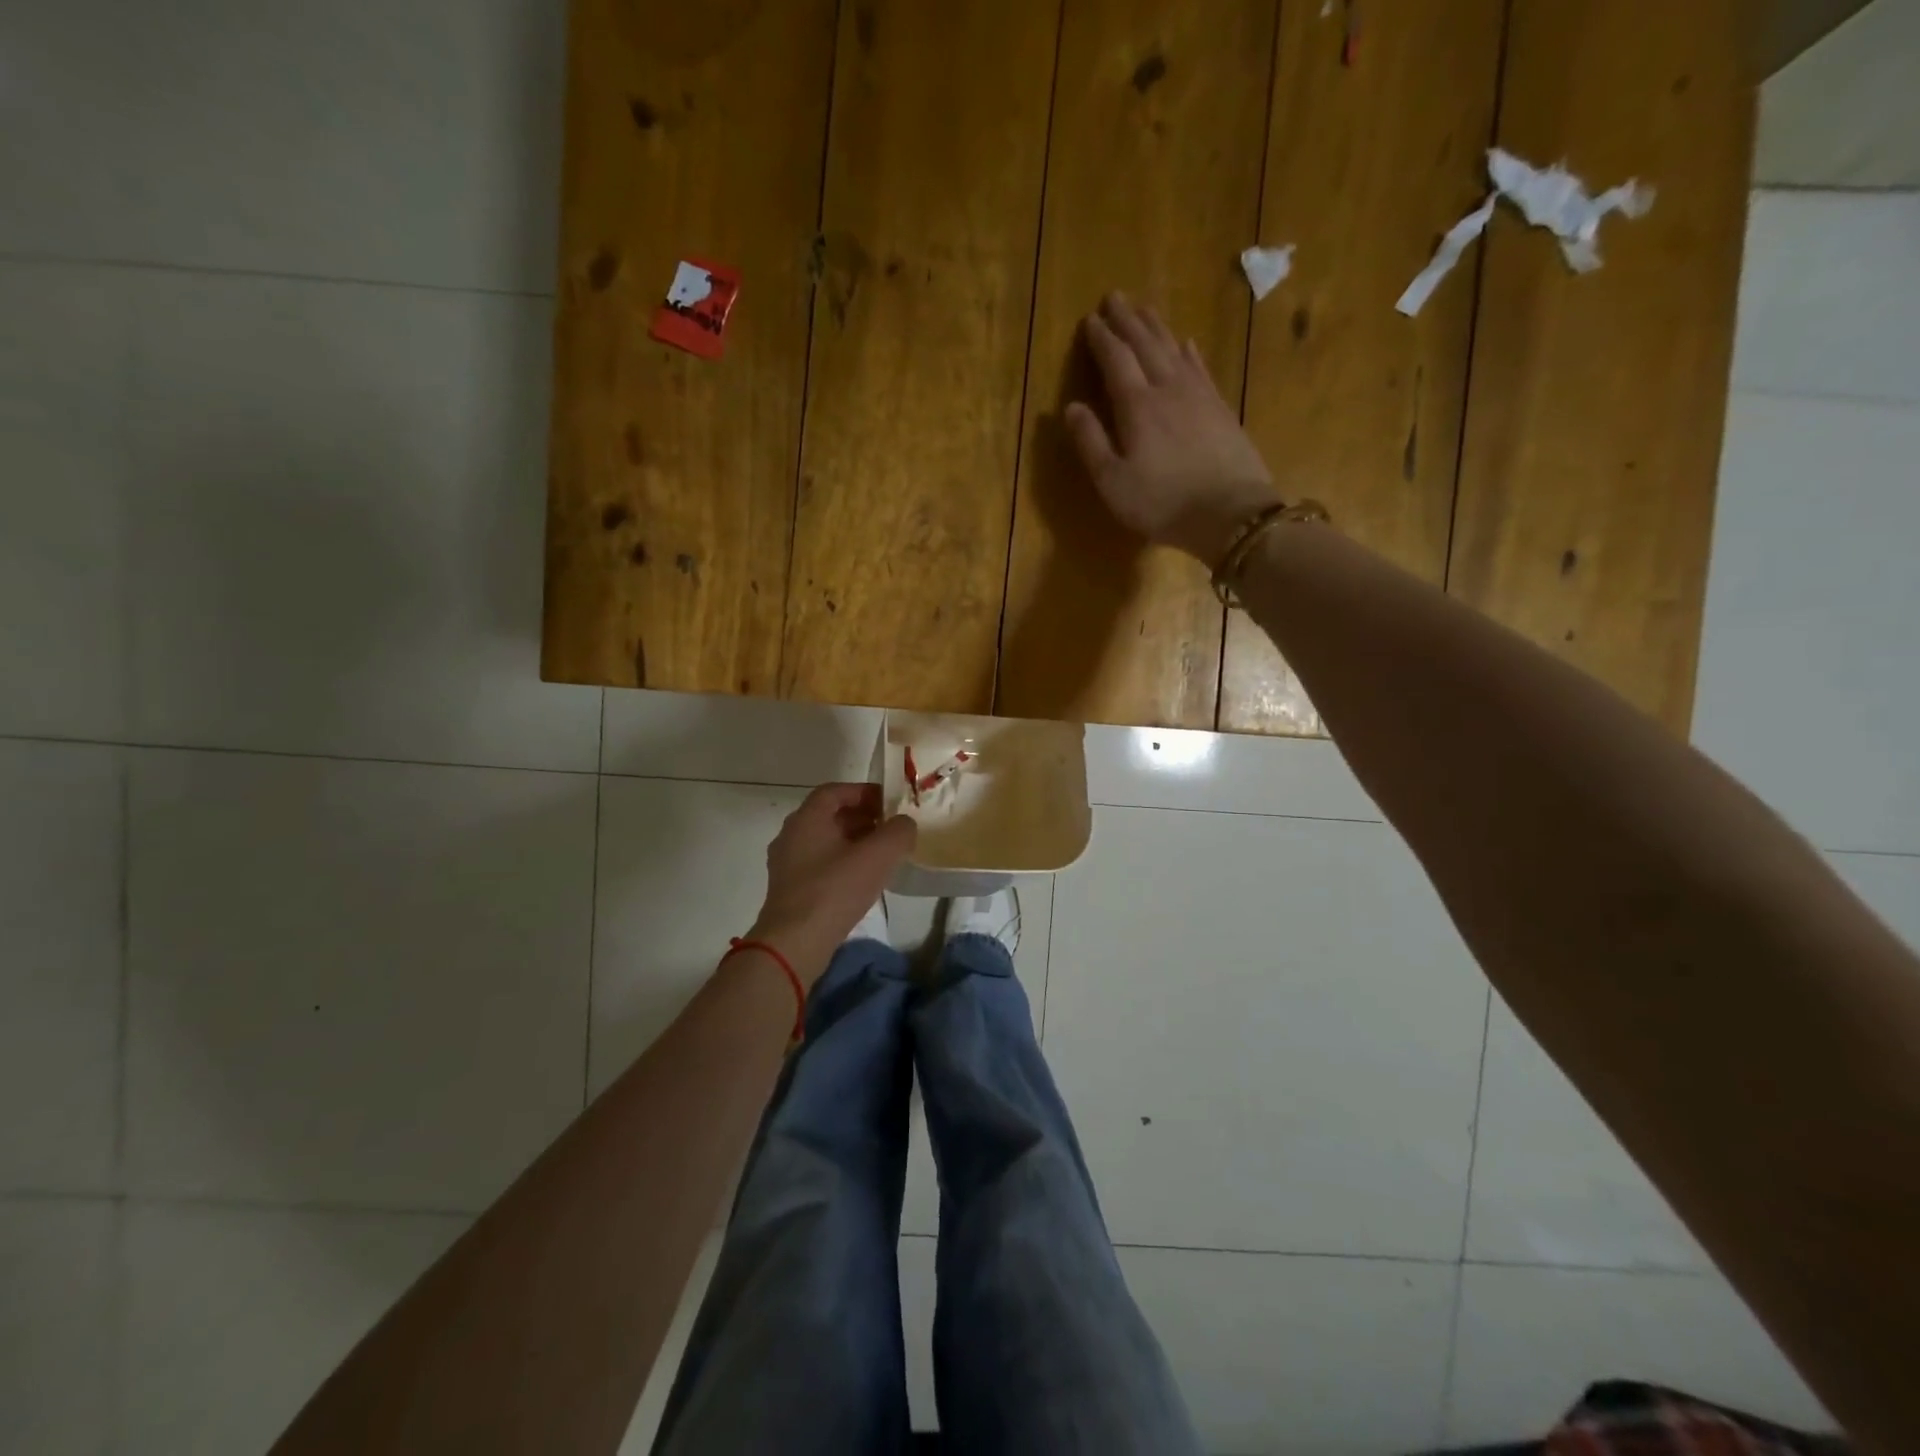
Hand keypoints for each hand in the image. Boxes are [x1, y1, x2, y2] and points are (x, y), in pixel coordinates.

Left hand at [747, 783, 915, 982]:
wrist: (795, 942)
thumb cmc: (835, 890)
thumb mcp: (878, 856)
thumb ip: (898, 832)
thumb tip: (904, 824)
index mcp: (807, 818)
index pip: (835, 791)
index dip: (864, 792)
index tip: (890, 803)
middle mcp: (792, 835)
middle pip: (830, 815)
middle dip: (862, 817)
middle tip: (890, 829)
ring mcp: (787, 863)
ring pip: (825, 841)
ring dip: (854, 842)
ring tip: (882, 855)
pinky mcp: (790, 889)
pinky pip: (820, 864)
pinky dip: (842, 862)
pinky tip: (862, 880)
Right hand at [1065, 292, 1278, 564]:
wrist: (1230, 513)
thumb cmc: (1162, 503)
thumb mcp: (1113, 482)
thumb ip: (1090, 442)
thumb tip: (1070, 407)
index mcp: (1137, 406)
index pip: (1115, 360)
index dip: (1102, 339)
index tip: (1090, 320)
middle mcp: (1168, 388)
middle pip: (1146, 345)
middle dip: (1128, 321)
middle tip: (1115, 298)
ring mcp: (1199, 395)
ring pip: (1174, 349)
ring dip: (1157, 327)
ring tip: (1144, 309)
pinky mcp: (1220, 408)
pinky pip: (1200, 367)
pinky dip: (1189, 351)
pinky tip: (1186, 343)